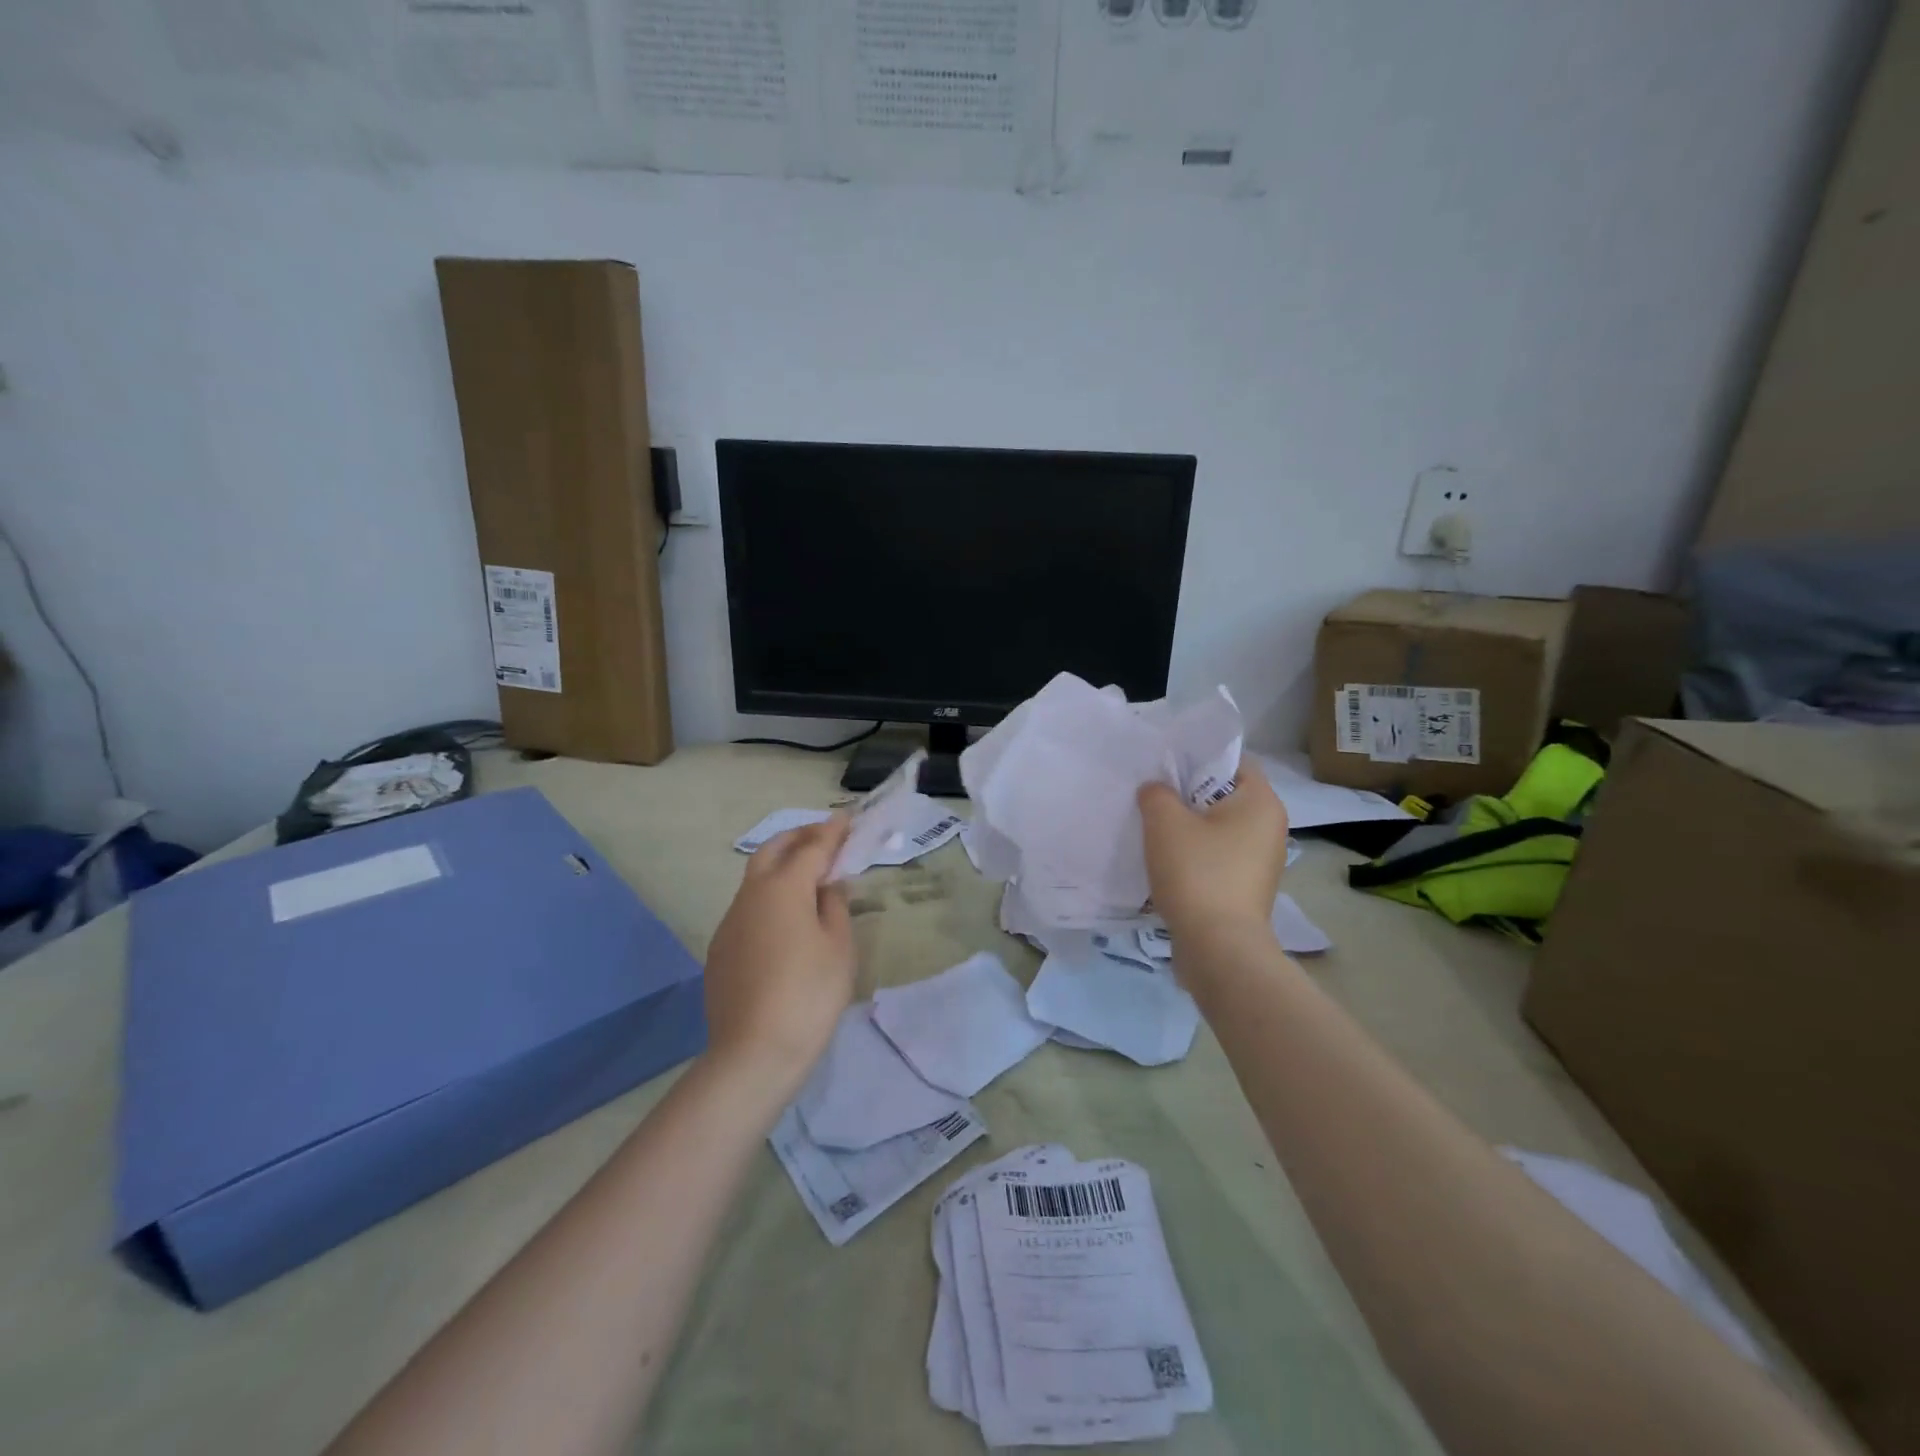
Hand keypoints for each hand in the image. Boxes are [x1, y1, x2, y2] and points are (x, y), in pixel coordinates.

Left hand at [701, 817, 857, 1097]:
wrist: (753, 1053)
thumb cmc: (809, 994)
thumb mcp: (838, 947)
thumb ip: (835, 906)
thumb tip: (828, 884)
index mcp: (784, 888)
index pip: (812, 848)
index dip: (832, 831)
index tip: (846, 818)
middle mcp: (751, 895)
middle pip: (773, 850)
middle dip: (798, 837)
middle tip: (823, 837)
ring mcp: (730, 922)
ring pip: (756, 878)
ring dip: (781, 866)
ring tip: (808, 877)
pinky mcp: (720, 949)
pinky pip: (747, 908)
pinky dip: (768, 898)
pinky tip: (785, 922)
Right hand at [1138, 756, 1289, 940]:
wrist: (1218, 948)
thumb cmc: (1198, 873)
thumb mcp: (1165, 822)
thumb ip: (1156, 793)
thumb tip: (1156, 791)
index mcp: (1262, 802)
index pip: (1232, 762)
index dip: (1196, 759)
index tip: (1163, 768)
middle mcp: (1270, 828)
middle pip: (1222, 796)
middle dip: (1186, 796)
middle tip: (1150, 797)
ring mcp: (1260, 862)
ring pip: (1217, 830)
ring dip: (1187, 829)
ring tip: (1152, 830)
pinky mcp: (1246, 889)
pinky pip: (1216, 858)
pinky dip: (1193, 856)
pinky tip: (1165, 862)